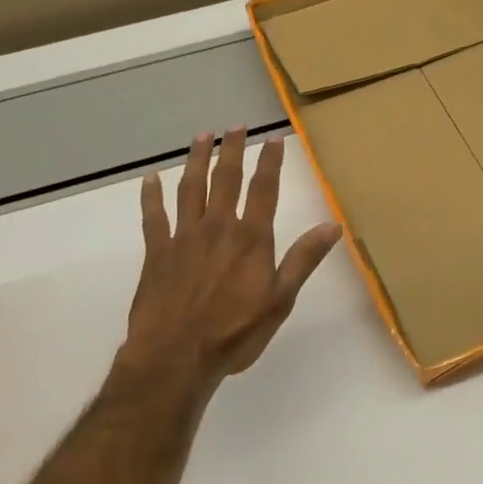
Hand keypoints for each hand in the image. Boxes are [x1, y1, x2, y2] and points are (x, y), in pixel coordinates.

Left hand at [124, 127, 341, 383]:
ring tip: (202, 136)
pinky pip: (153, 216)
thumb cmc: (235, 333)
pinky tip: (150, 178)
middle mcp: (218, 227)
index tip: (273, 139)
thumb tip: (333, 224)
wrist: (176, 357)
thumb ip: (304, 259)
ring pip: (190, 188)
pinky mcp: (157, 252)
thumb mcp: (280, 299)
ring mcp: (184, 237)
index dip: (270, 163)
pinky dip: (151, 195)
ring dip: (196, 160)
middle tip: (236, 126)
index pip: (263, 190)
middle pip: (225, 179)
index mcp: (251, 238)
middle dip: (232, 150)